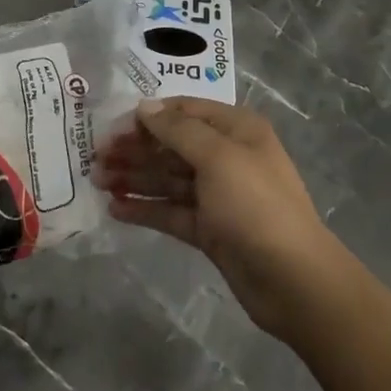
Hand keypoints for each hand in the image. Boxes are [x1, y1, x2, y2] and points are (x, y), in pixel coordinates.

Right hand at [94, 96, 348, 341]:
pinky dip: (145, 208)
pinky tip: (115, 208)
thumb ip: (177, 130)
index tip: (112, 128)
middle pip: (172, 145)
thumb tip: (144, 108)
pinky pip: (171, 210)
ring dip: (134, 177)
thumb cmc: (256, 205)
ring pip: (168, 178)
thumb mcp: (217, 158)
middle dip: (135, 149)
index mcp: (236, 130)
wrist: (295, 282)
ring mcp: (217, 195)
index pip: (183, 111)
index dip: (147, 117)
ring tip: (97, 180)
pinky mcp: (210, 229)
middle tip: (95, 157)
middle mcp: (226, 156)